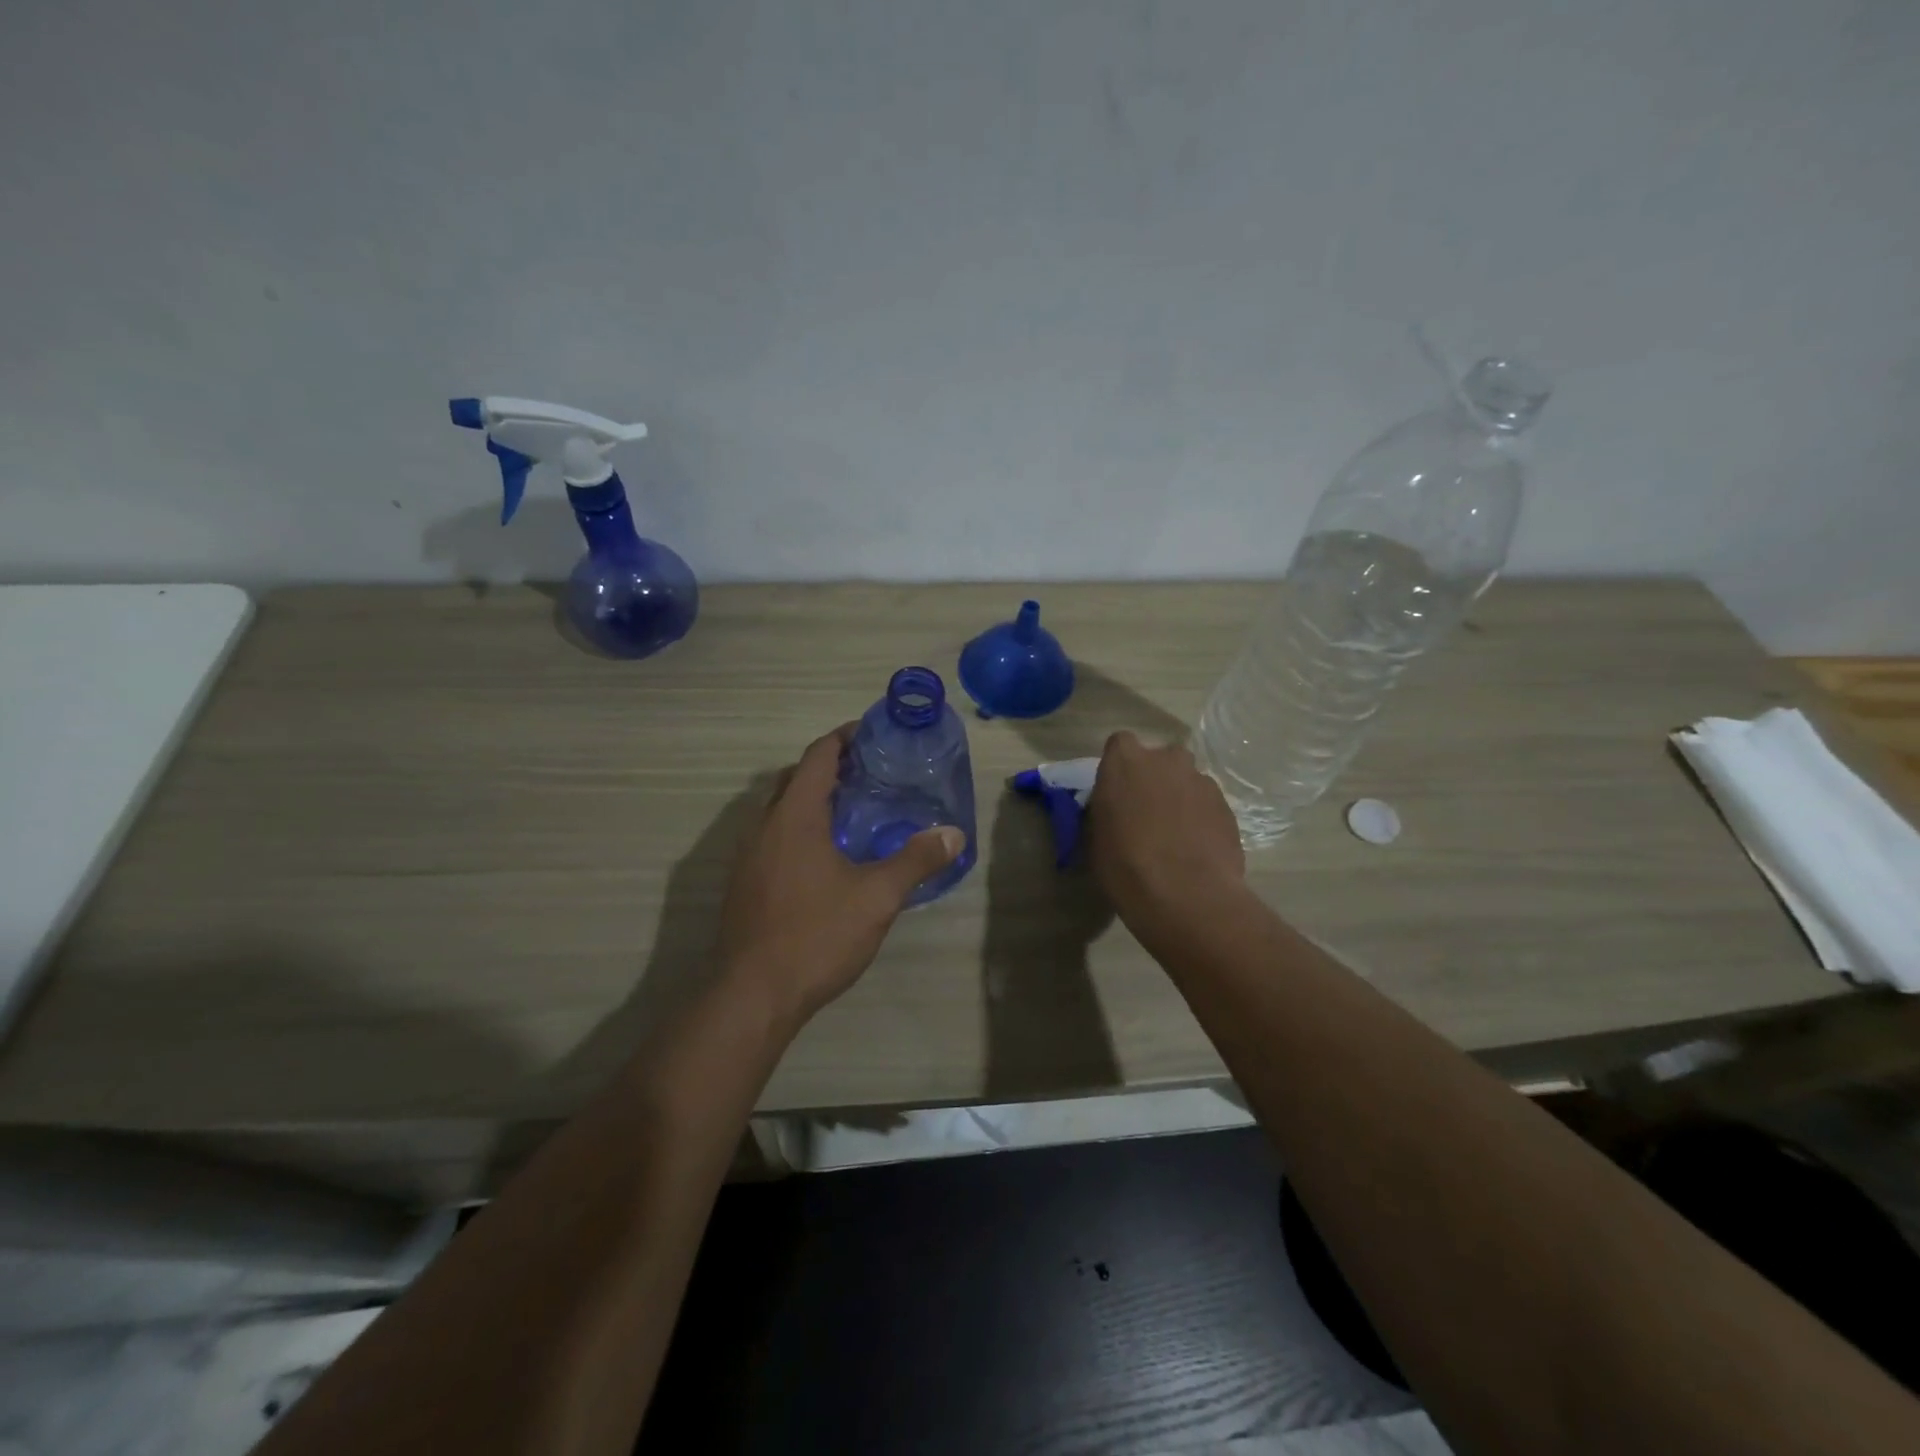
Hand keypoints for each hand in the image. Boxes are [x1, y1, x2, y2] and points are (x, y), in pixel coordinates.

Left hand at [718, 724, 965, 1028]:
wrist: (752, 995)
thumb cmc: (816, 935)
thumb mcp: (876, 897)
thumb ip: (915, 861)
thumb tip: (953, 833)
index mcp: (794, 816)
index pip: (817, 756)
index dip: (843, 738)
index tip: (872, 734)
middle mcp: (764, 825)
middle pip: (796, 777)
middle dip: (830, 767)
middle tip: (870, 773)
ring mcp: (748, 855)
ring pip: (781, 809)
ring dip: (812, 799)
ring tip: (852, 811)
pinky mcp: (744, 883)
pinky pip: (773, 836)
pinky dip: (799, 828)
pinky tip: (825, 857)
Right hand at [1085, 732, 1244, 921]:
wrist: (1187, 896)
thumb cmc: (1126, 866)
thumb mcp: (1096, 837)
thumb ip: (1106, 809)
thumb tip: (1115, 808)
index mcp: (1125, 762)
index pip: (1120, 744)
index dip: (1120, 767)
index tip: (1117, 792)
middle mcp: (1166, 760)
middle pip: (1160, 759)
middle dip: (1155, 778)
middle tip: (1147, 812)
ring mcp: (1201, 781)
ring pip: (1187, 781)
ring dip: (1180, 798)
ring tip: (1175, 836)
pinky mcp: (1227, 805)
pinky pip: (1207, 804)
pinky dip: (1201, 818)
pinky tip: (1196, 848)